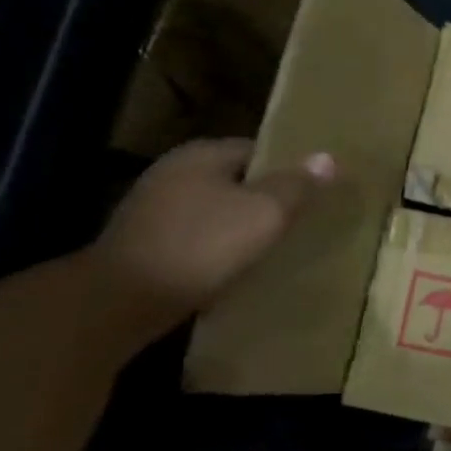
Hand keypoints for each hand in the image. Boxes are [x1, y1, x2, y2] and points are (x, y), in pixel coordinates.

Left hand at [89, 138, 333, 338]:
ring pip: (217, 208)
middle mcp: (174, 172)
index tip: (315, 192)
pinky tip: (238, 265)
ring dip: (242, 224)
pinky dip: (219, 246)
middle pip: (236, 179)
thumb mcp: (265, 212)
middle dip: (267, 197)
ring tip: (275, 244)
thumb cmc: (203, 245)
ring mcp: (154, 207)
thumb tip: (328, 157)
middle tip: (302, 219)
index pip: (259, 150)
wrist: (122, 300)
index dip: (290, 169)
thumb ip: (298, 185)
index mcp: (202, 154)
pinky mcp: (146, 241)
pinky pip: (198, 235)